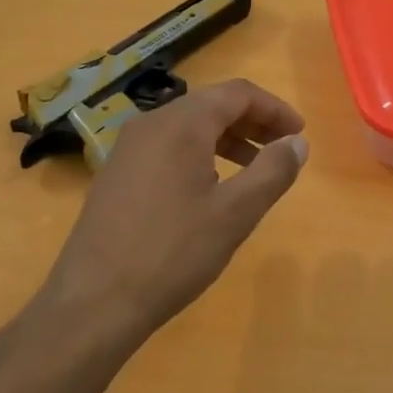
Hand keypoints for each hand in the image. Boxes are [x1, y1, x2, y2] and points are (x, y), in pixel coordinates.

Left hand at [40, 80, 308, 343]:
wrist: (94, 300)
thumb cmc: (173, 252)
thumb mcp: (235, 213)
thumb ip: (272, 171)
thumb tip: (297, 142)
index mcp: (181, 123)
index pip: (237, 93)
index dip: (274, 109)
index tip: (298, 135)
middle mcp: (151, 123)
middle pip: (211, 104)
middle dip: (251, 122)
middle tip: (281, 150)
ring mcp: (127, 147)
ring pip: (187, 126)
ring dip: (226, 139)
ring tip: (252, 169)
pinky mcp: (116, 172)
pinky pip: (166, 147)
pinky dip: (198, 154)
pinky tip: (209, 189)